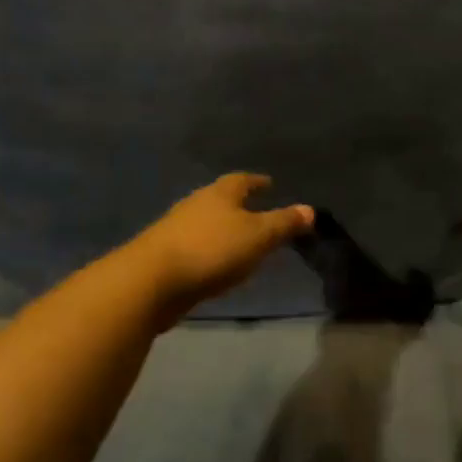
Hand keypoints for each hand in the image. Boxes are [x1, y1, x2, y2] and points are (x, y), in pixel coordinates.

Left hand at [132, 174, 313, 325]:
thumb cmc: (212, 250)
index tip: (269, 183)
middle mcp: (196, 204)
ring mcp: (176, 229)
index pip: (242, 180)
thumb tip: (310, 209)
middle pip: (221, 198)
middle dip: (239, 203)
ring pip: (206, 222)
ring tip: (240, 238)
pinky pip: (195, 245)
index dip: (257, 182)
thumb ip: (285, 223)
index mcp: (220, 194)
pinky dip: (210, 249)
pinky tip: (217, 262)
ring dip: (223, 228)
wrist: (150, 281)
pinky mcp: (164, 254)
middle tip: (258, 210)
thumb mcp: (259, 236)